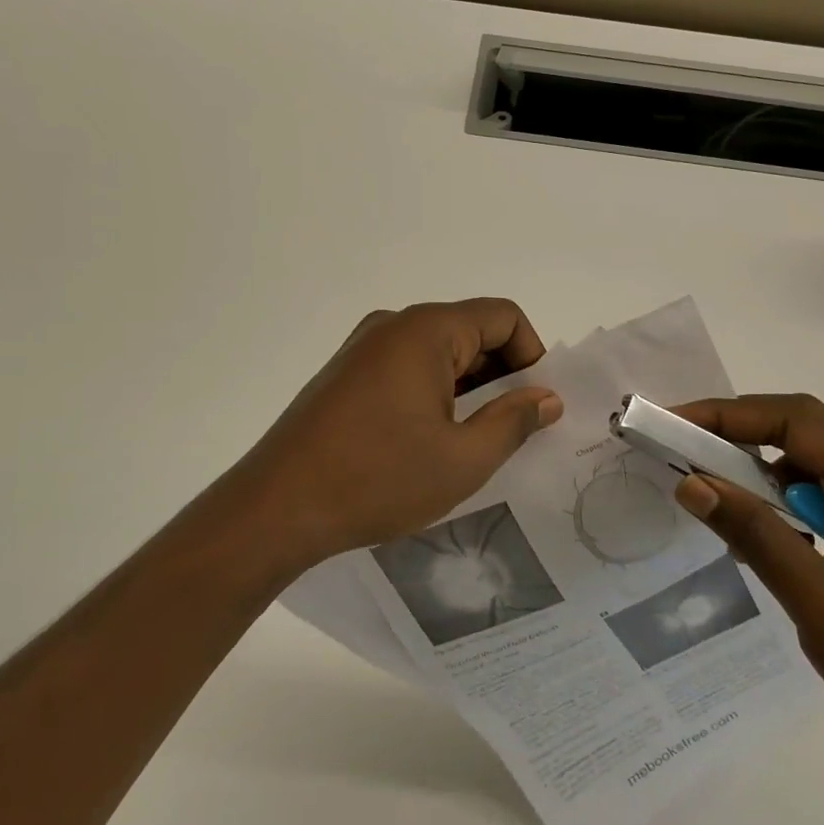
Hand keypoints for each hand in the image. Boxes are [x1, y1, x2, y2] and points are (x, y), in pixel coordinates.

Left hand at [221, 299, 563, 572]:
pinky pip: (405, 369)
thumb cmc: (377, 479)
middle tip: (511, 432)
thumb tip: (547, 397)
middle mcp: (393, 326)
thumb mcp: (462, 460)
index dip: (531, 355)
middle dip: (500, 376)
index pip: (502, 317)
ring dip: (466, 389)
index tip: (535, 405)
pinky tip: (428, 442)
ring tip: (471, 443)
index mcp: (425, 331)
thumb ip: (514, 421)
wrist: (276, 507)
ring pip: (437, 353)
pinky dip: (432, 394)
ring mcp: (362, 349)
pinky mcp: (344, 375)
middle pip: (469, 331)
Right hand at [669, 394, 823, 772]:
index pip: (800, 422)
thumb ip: (754, 535)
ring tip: (712, 486)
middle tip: (682, 446)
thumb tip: (691, 484)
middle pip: (808, 432)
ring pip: (815, 464)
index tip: (676, 421)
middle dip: (741, 432)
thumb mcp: (818, 603)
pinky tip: (760, 529)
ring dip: (762, 469)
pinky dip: (785, 500)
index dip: (732, 414)